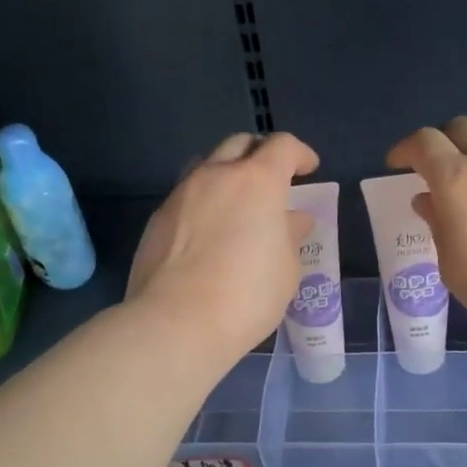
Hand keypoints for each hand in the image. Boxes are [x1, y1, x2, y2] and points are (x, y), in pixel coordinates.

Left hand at [127, 132, 318, 361]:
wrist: (176, 323)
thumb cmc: (247, 295)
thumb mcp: (286, 269)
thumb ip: (290, 236)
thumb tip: (292, 219)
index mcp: (257, 181)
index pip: (282, 146)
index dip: (300, 153)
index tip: (309, 169)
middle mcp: (216, 176)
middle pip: (240, 144)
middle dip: (261, 154)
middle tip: (273, 180)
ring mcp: (181, 194)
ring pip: (207, 165)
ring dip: (227, 174)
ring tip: (236, 204)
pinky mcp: (157, 219)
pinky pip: (186, 197)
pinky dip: (203, 203)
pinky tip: (208, 234)